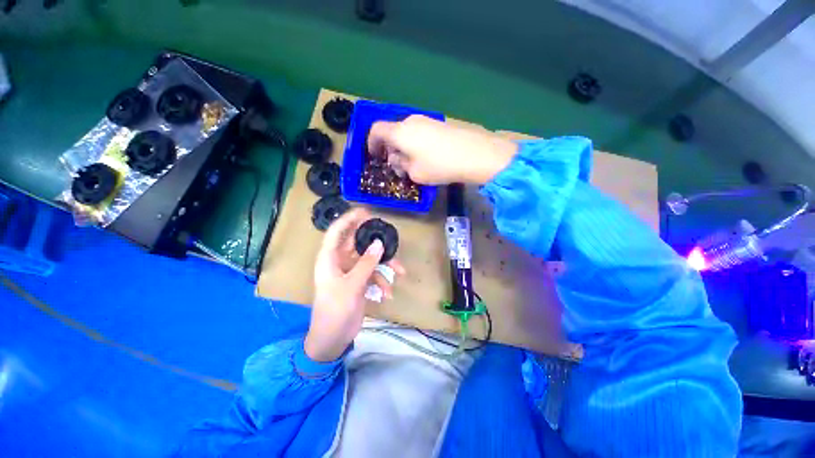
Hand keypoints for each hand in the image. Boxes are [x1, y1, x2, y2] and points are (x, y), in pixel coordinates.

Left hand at [305, 208, 405, 361]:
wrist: (332, 339)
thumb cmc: (335, 310)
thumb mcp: (352, 285)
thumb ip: (366, 263)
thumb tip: (379, 243)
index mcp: (330, 258)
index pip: (337, 231)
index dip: (349, 218)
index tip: (366, 211)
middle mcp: (340, 261)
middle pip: (358, 243)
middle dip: (374, 241)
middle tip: (389, 234)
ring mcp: (351, 271)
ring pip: (370, 259)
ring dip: (385, 266)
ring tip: (401, 272)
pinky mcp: (359, 282)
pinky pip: (373, 275)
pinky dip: (382, 282)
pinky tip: (387, 295)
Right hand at [367, 115, 517, 184]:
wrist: (474, 153)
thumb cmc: (439, 165)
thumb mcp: (414, 173)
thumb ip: (401, 165)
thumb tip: (397, 160)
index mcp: (400, 132)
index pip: (376, 130)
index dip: (371, 143)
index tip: (374, 156)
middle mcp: (410, 121)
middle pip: (392, 131)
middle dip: (389, 148)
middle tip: (394, 165)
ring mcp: (426, 120)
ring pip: (406, 132)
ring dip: (403, 147)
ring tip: (411, 164)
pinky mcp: (439, 124)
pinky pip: (419, 132)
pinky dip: (415, 143)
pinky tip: (425, 157)